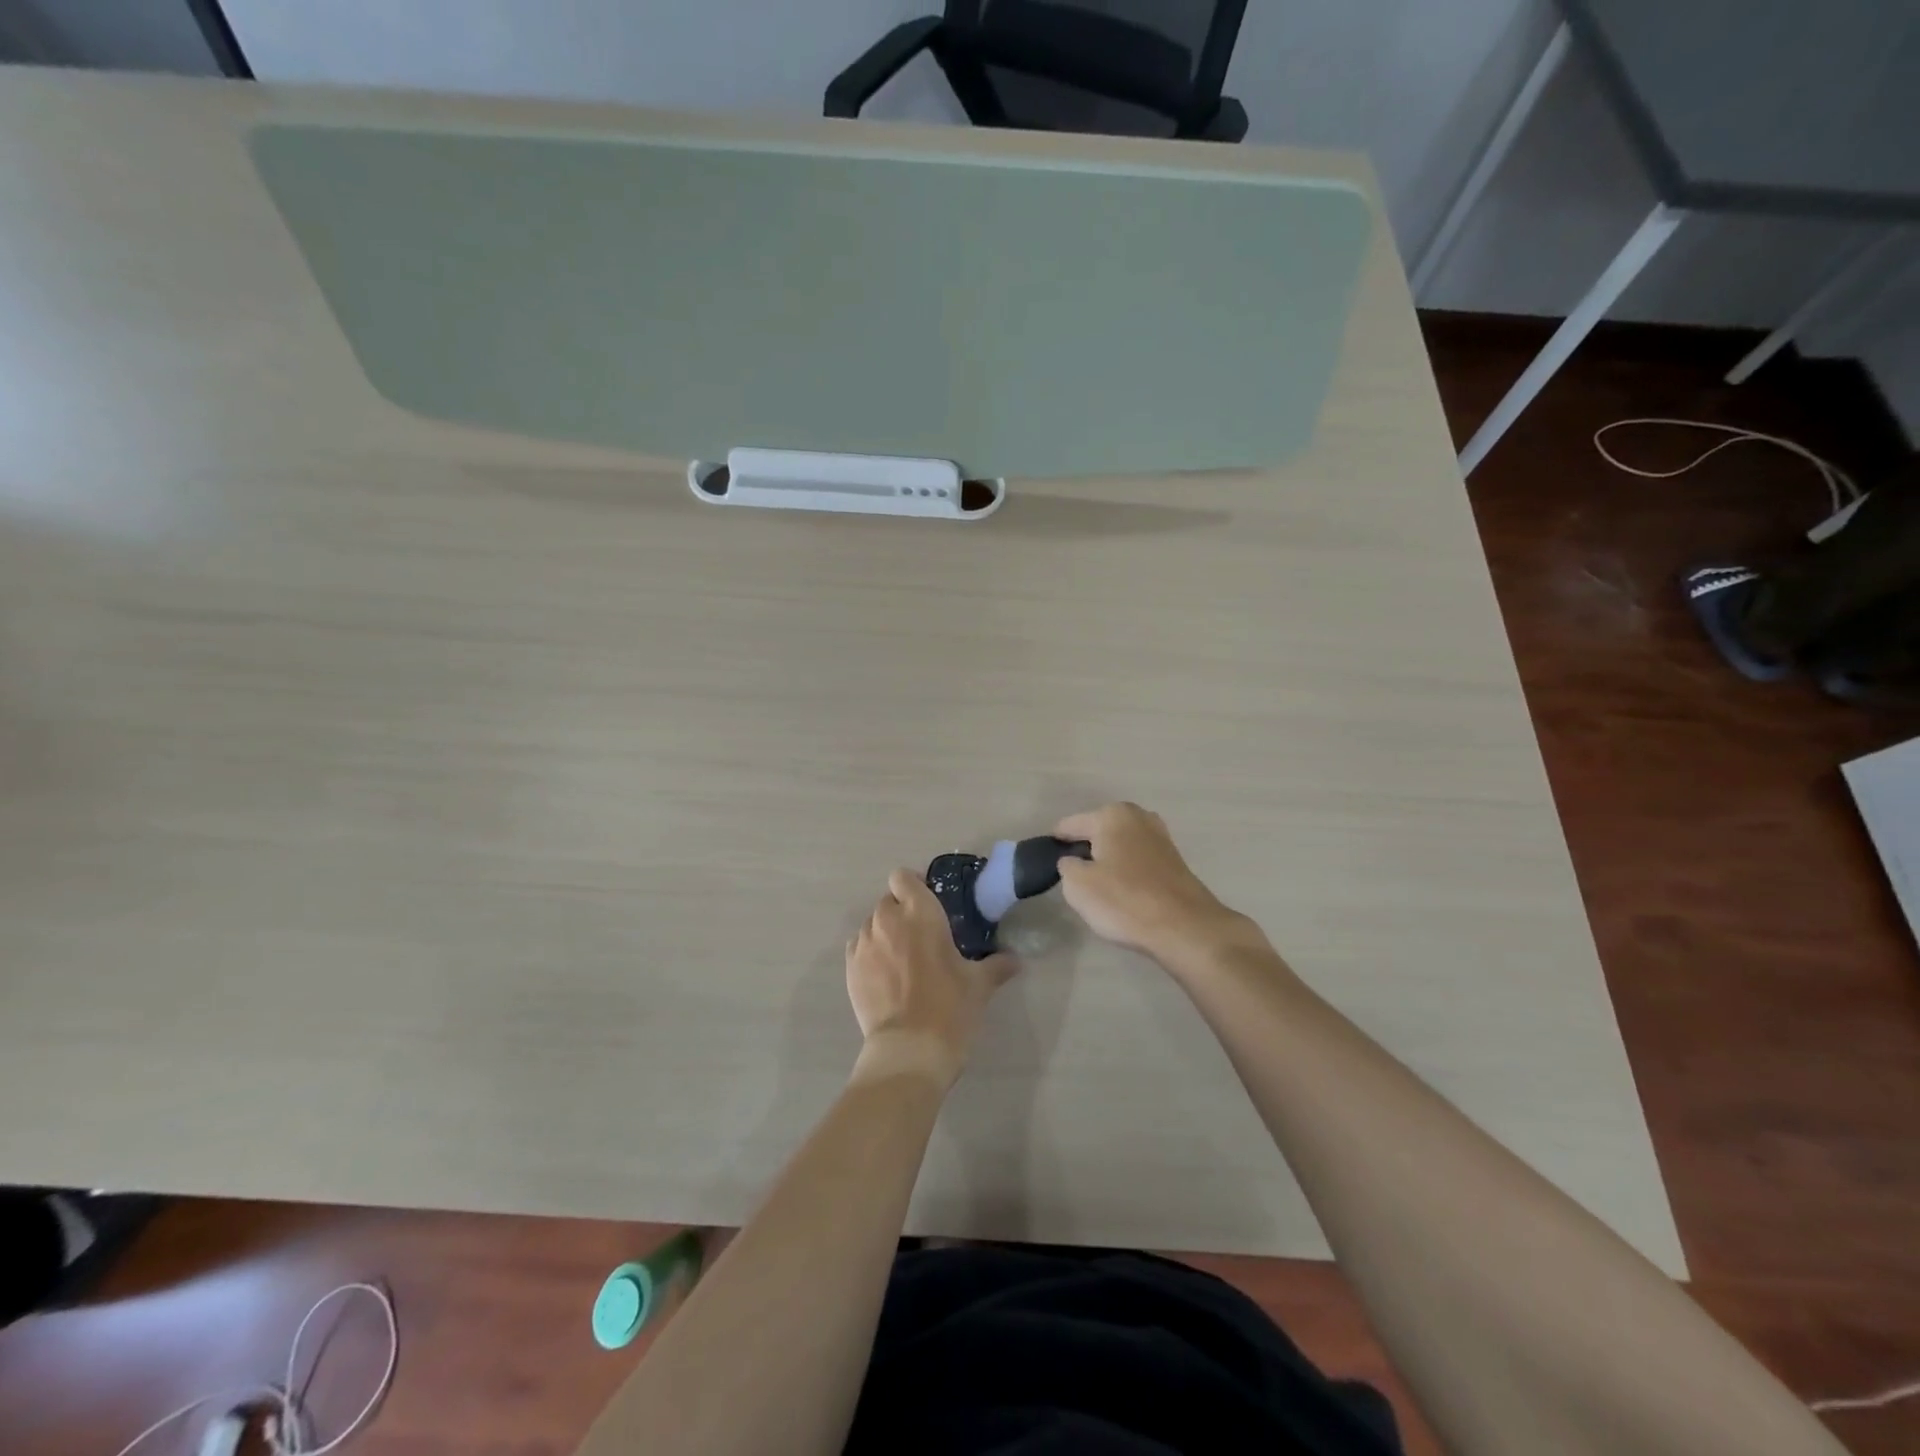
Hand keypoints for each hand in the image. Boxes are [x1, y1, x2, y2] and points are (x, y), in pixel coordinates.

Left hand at [846, 868, 1017, 1088]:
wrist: (909, 1050)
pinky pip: (859, 948)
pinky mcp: (850, 968)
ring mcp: (864, 943)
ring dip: (886, 934)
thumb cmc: (950, 1007)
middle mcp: (887, 919)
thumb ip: (997, 965)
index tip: (929, 904)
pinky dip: (871, 954)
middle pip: (888, 901)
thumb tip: (1015, 960)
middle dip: (902, 913)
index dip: (914, 886)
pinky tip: (886, 976)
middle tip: (922, 937)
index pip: (903, 877)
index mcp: (919, 911)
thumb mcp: (980, 984)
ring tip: (903, 960)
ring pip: (872, 925)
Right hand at [1053, 803, 1259, 971]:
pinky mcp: (1175, 860)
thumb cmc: (1124, 901)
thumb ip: (1067, 866)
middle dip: (1086, 847)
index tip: (1046, 855)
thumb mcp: (1078, 885)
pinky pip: (1138, 860)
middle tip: (1072, 873)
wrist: (1184, 928)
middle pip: (1099, 831)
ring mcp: (1161, 837)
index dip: (1057, 841)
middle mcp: (1138, 817)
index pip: (1072, 824)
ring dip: (1109, 859)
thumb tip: (1073, 861)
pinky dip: (1128, 870)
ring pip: (1121, 845)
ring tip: (1097, 884)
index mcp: (1112, 815)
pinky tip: (1123, 890)